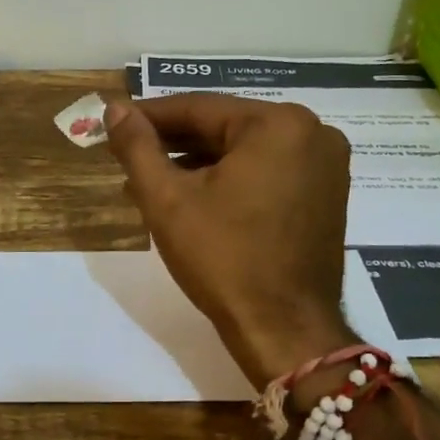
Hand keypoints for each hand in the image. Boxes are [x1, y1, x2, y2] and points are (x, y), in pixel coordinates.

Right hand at [106, 94, 352, 387]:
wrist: (284, 330)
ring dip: (198, 163)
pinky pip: (267, 170)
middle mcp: (311, 132)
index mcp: (278, 124)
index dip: (148, 117)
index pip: (198, 108)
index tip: (113, 123)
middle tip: (127, 155)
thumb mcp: (168, 200)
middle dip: (173, 144)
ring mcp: (325, 164)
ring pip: (244, 150)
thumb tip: (113, 108)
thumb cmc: (224, 260)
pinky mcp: (326, 193)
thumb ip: (137, 147)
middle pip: (224, 127)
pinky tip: (192, 195)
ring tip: (149, 181)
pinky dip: (230, 178)